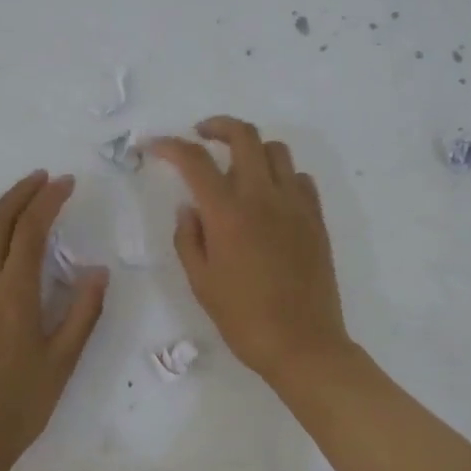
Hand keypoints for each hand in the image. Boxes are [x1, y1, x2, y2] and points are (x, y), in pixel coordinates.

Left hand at [0, 171, 107, 470]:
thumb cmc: (20, 404)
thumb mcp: (63, 361)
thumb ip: (83, 311)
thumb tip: (96, 270)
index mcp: (12, 294)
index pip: (31, 230)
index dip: (48, 200)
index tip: (66, 183)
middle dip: (20, 194)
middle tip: (43, 178)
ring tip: (20, 199)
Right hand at [148, 117, 352, 384]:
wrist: (302, 343)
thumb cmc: (243, 318)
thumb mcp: (201, 282)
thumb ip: (189, 237)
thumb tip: (190, 207)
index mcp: (228, 213)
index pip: (195, 160)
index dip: (170, 146)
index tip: (154, 145)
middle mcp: (263, 197)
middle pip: (244, 136)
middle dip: (217, 126)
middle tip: (201, 135)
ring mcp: (295, 205)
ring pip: (277, 150)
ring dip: (252, 148)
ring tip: (237, 167)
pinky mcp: (316, 219)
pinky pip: (300, 179)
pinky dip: (280, 175)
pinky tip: (269, 197)